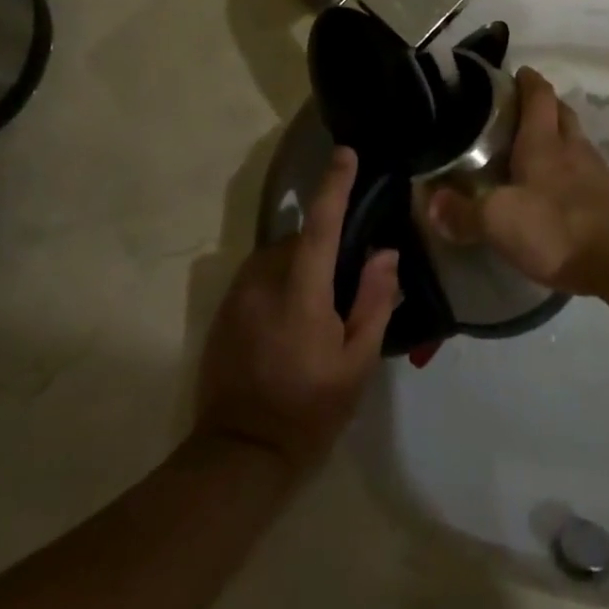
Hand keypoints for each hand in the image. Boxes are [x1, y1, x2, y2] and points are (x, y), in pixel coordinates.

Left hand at [194, 149, 398, 474]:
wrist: (238, 455)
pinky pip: (260, 275)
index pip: (322, 225)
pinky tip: (290, 320)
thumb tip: (385, 253)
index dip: (335, 185)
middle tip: (346, 282)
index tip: (346, 154)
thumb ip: (373, 303)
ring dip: (301, 264)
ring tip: (318, 306)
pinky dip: (280, 280)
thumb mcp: (357, 365)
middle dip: (325, 247)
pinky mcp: (224, 310)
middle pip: (300, 239)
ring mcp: (238, 294)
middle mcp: (264, 281)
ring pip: (278, 256)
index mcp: (301, 293)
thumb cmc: (308, 411)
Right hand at [424, 68, 608, 297]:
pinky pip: (587, 175)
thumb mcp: (499, 221)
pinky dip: (571, 174)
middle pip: (562, 114)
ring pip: (576, 143)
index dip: (528, 80)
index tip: (516, 72)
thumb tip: (431, 201)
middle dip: (545, 105)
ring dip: (559, 139)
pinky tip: (558, 192)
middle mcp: (573, 149)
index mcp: (544, 142)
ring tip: (535, 152)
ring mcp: (598, 175)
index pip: (539, 95)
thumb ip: (463, 212)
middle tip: (520, 111)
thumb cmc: (558, 227)